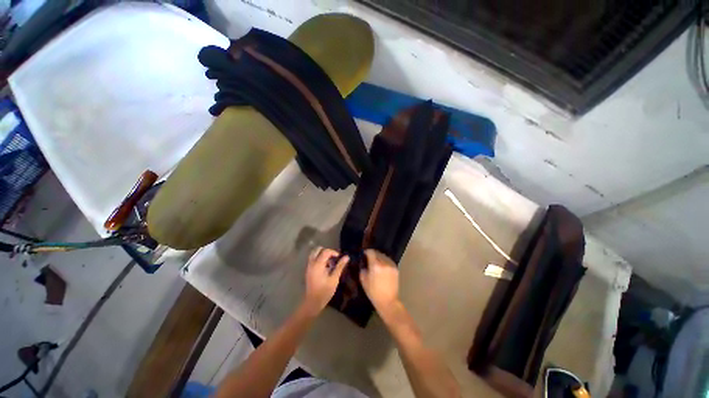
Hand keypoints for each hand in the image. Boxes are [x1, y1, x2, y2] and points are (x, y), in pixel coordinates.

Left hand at [303, 247, 348, 314]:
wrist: (313, 302)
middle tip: (333, 258)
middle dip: (326, 251)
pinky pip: (313, 259)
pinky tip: (326, 268)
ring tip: (330, 263)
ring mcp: (309, 267)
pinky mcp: (308, 270)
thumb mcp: (334, 278)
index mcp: (318, 264)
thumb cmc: (325, 291)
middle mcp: (312, 263)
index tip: (339, 258)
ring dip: (322, 255)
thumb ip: (340, 266)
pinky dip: (319, 259)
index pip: (325, 251)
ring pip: (314, 254)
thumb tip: (346, 257)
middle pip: (318, 250)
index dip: (334, 252)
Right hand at [360, 249, 399, 313]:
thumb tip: (364, 263)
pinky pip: (389, 261)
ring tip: (376, 261)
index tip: (364, 253)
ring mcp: (391, 265)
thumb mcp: (363, 280)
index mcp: (375, 266)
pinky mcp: (395, 268)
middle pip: (378, 253)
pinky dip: (385, 261)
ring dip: (379, 257)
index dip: (367, 251)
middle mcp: (384, 263)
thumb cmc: (373, 292)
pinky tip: (382, 265)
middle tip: (369, 257)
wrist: (388, 301)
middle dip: (373, 254)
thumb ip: (363, 269)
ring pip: (384, 256)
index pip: (371, 252)